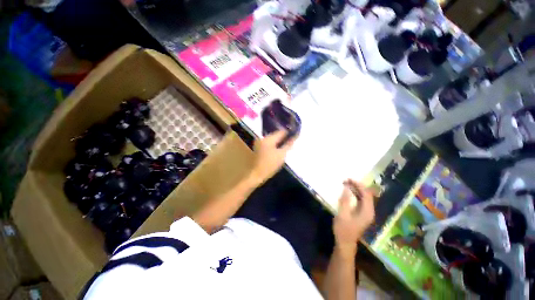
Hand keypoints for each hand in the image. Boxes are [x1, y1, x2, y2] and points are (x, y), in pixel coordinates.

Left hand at [250, 129, 296, 183]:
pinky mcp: (258, 147)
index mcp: (268, 139)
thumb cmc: (270, 165)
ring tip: (286, 145)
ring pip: (272, 139)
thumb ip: (288, 144)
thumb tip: (294, 137)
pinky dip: (273, 145)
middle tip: (291, 141)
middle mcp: (262, 138)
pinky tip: (278, 149)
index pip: (281, 132)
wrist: (257, 174)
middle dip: (283, 138)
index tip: (295, 135)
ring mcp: (259, 142)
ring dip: (278, 141)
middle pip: (276, 135)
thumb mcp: (281, 155)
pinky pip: (268, 143)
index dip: (289, 133)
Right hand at [333, 180, 374, 255]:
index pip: (366, 194)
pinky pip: (360, 201)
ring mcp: (366, 213)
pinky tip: (348, 192)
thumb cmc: (343, 230)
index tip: (348, 179)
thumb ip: (345, 201)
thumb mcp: (342, 214)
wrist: (345, 243)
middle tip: (345, 180)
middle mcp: (369, 211)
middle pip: (366, 194)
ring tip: (346, 184)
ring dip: (355, 190)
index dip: (358, 185)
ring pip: (363, 197)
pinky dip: (355, 195)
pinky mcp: (362, 214)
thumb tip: (347, 188)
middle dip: (357, 186)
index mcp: (367, 212)